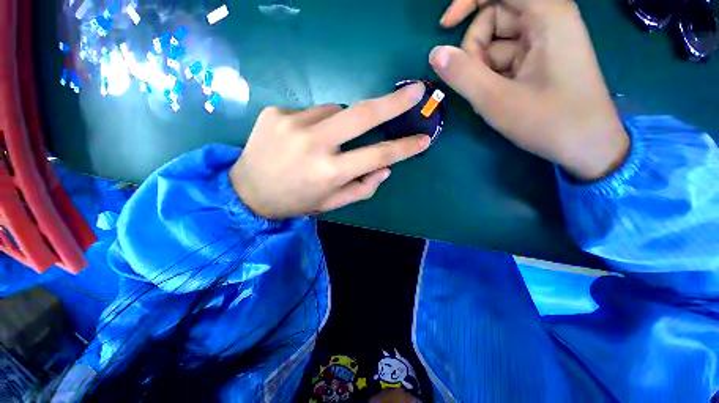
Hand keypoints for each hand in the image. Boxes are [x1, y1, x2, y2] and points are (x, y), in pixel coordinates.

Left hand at [230, 83, 429, 218]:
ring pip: (336, 110)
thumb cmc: (296, 201)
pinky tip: (303, 137)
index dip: (404, 147)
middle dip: (393, 102)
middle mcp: (313, 144)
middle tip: (415, 92)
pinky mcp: (276, 112)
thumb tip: (386, 168)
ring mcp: (292, 123)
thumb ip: (363, 187)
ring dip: (342, 122)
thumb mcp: (332, 203)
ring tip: (326, 140)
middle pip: (362, 115)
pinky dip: (318, 122)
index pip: (378, 155)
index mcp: (329, 173)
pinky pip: (313, 110)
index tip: (423, 139)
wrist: (247, 192)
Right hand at [433, 0, 629, 180]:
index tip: (444, 27)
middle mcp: (549, 19)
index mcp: (547, 15)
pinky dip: (494, 74)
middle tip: (478, 82)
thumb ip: (463, 75)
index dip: (467, 1)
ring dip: (483, 66)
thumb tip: (435, 53)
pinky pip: (506, 56)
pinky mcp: (542, 57)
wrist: (587, 146)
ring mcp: (546, 40)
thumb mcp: (497, 100)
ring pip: (497, 41)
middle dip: (476, 49)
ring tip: (491, 94)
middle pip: (495, 18)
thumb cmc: (548, 121)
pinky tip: (499, 95)